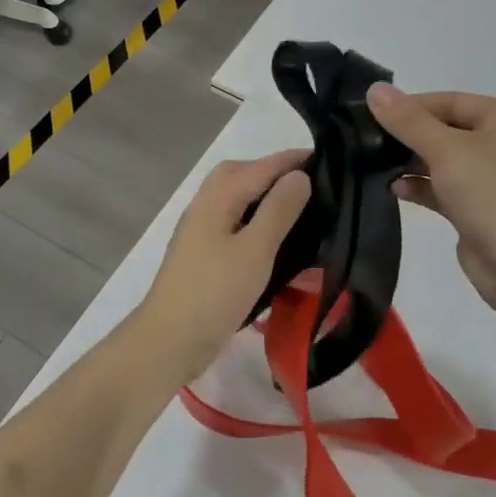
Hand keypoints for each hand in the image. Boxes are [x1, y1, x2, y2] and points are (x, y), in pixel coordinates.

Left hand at [128, 150, 310, 383]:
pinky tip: (272, 238)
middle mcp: (205, 206)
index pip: (260, 166)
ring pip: (234, 198)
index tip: (326, 156)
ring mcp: (200, 231)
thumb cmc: (214, 292)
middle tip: (308, 182)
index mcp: (217, 198)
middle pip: (239, 174)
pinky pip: (232, 221)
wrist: (169, 340)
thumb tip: (298, 175)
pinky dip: (254, 218)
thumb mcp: (255, 250)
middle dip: (273, 171)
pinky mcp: (202, 255)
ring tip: (296, 207)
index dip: (291, 160)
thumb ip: (278, 210)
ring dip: (262, 195)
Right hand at [367, 85, 495, 315]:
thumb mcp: (447, 151)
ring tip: (376, 165)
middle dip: (409, 136)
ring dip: (412, 162)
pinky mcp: (481, 208)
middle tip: (368, 140)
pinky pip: (446, 187)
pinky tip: (395, 189)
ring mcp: (494, 178)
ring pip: (444, 160)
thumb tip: (374, 89)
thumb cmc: (493, 195)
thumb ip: (408, 121)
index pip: (451, 101)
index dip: (411, 106)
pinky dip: (422, 186)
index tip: (372, 114)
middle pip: (447, 129)